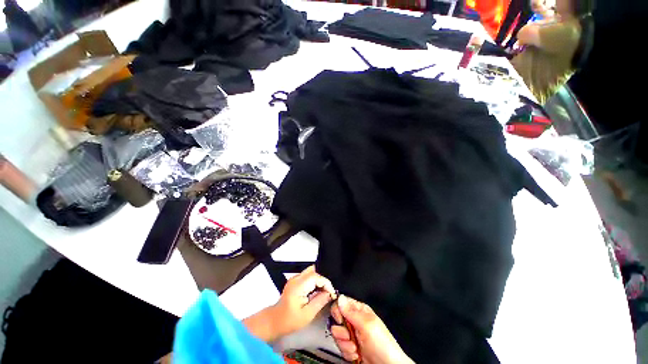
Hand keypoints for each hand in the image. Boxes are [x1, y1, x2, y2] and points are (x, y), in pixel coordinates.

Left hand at [243, 265, 335, 341]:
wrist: (274, 321)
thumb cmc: (289, 321)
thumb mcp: (307, 314)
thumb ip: (320, 301)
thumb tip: (330, 293)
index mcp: (298, 285)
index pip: (316, 276)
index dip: (326, 283)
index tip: (332, 294)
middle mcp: (296, 278)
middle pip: (314, 271)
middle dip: (323, 280)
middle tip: (328, 292)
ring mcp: (295, 278)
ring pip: (312, 272)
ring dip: (319, 281)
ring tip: (324, 292)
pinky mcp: (295, 280)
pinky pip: (308, 276)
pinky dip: (314, 282)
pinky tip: (316, 292)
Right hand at [330, 295, 413, 363]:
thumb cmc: (383, 345)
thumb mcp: (367, 325)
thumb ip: (351, 312)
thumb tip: (340, 297)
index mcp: (359, 310)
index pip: (341, 303)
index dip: (337, 311)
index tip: (340, 320)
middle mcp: (354, 321)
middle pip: (336, 320)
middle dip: (341, 332)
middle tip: (349, 336)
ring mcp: (352, 335)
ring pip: (337, 335)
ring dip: (345, 344)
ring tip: (355, 348)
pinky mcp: (350, 347)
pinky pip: (340, 348)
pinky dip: (347, 353)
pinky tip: (356, 355)